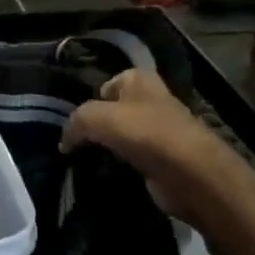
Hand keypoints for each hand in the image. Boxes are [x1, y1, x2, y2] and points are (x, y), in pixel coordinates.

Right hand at [60, 69, 252, 228]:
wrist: (190, 173)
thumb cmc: (145, 134)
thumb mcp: (97, 117)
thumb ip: (75, 122)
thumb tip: (64, 141)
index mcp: (140, 80)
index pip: (108, 83)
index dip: (90, 101)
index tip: (76, 123)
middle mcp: (151, 100)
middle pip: (113, 111)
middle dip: (96, 126)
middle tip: (76, 144)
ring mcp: (159, 130)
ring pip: (121, 136)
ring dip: (106, 148)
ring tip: (86, 161)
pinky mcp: (162, 158)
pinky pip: (131, 158)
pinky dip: (119, 166)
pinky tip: (106, 174)